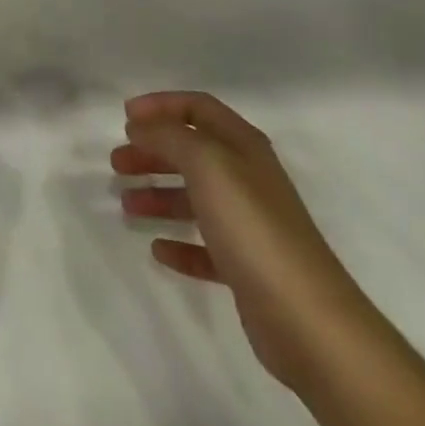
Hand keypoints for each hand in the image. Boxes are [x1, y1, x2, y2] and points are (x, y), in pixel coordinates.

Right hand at [113, 91, 370, 387]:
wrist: (307, 320)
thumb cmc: (252, 227)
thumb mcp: (206, 164)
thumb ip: (170, 137)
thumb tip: (142, 126)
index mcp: (242, 146)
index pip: (198, 108)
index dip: (161, 105)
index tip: (125, 117)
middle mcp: (247, 178)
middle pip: (192, 152)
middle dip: (153, 151)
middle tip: (117, 162)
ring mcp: (248, 225)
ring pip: (195, 198)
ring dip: (159, 196)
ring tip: (127, 204)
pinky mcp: (246, 269)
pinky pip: (204, 247)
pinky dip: (179, 243)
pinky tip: (157, 249)